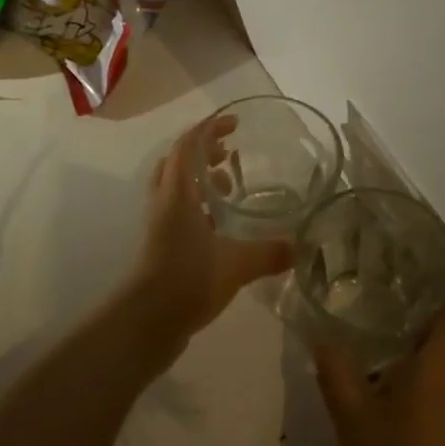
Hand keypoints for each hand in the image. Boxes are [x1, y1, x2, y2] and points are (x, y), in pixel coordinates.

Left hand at [126, 115, 292, 344]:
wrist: (146, 322)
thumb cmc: (187, 280)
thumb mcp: (236, 265)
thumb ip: (268, 253)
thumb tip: (299, 248)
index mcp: (178, 194)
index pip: (188, 145)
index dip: (210, 129)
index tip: (235, 123)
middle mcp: (164, 202)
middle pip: (177, 162)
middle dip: (203, 152)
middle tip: (231, 154)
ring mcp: (159, 224)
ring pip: (175, 187)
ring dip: (199, 179)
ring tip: (229, 188)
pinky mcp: (160, 245)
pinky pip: (178, 210)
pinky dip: (197, 206)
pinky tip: (221, 226)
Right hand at [312, 307, 444, 445]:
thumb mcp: (352, 420)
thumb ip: (338, 372)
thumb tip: (322, 337)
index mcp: (444, 366)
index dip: (427, 301)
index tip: (398, 296)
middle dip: (422, 338)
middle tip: (384, 336)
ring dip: (433, 374)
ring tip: (393, 377)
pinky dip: (443, 403)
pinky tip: (415, 420)